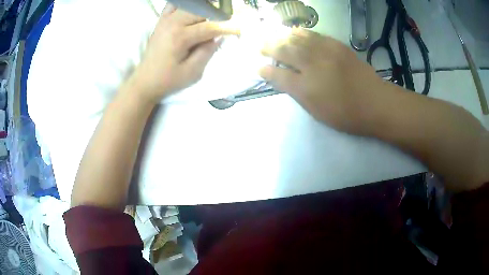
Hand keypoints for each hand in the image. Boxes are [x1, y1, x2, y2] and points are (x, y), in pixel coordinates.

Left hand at [131, 4, 239, 103]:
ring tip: (208, 19)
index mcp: (180, 37)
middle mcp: (172, 23)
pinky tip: (190, 13)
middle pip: (200, 10)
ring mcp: (165, 20)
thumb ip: (207, 51)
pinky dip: (184, 5)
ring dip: (201, 9)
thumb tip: (219, 36)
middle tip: (221, 25)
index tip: (237, 30)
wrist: (145, 81)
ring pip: (189, 5)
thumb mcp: (192, 72)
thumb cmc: (168, 80)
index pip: (209, 27)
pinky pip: (173, 5)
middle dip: (214, 16)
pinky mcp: (160, 21)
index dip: (226, 28)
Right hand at [259, 28, 384, 134]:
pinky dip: (301, 33)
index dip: (266, 71)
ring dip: (283, 37)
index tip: (258, 67)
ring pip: (297, 39)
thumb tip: (283, 80)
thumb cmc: (346, 114)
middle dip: (269, 47)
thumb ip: (298, 94)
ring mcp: (326, 52)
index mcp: (307, 88)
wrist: (376, 102)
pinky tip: (295, 33)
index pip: (279, 76)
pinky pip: (314, 34)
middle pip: (285, 51)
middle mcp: (313, 66)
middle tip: (261, 46)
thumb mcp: (318, 111)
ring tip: (275, 38)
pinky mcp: (337, 45)